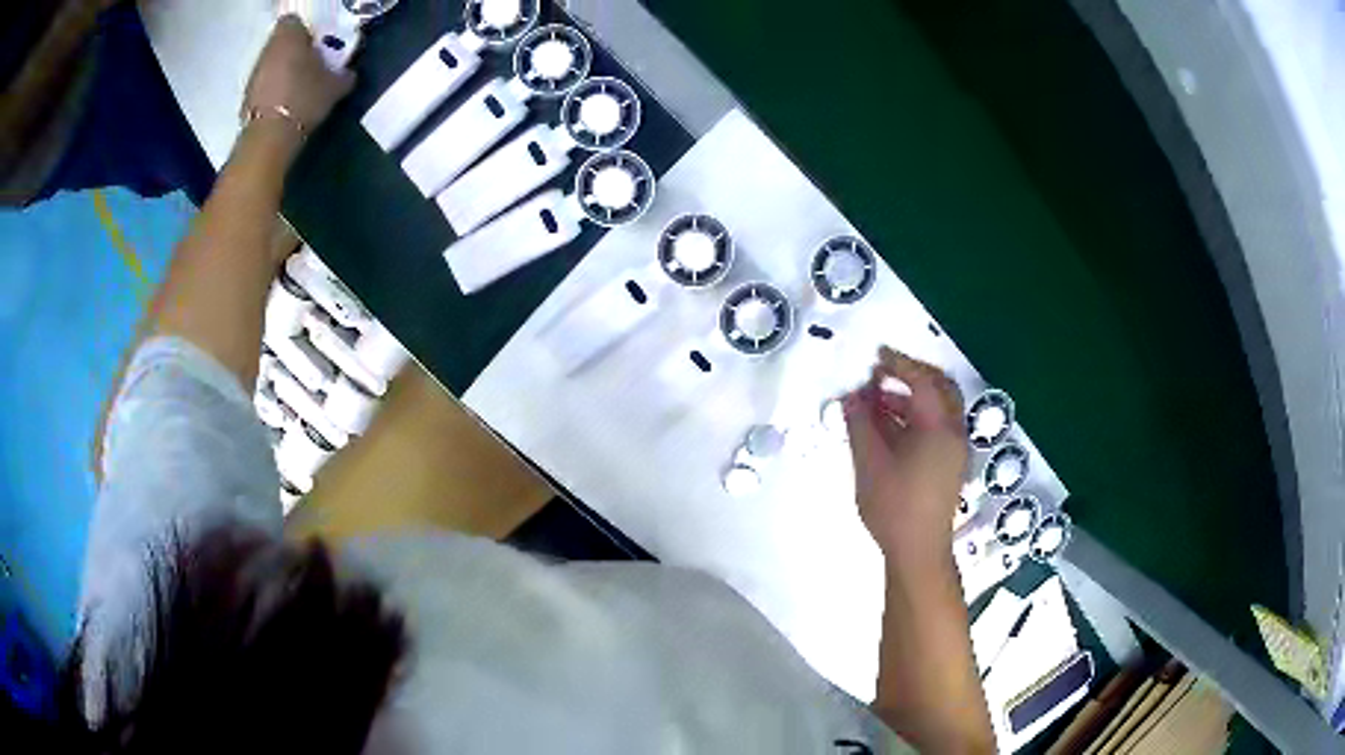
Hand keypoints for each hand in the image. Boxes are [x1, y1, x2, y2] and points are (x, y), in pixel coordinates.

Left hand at [243, 15, 355, 137]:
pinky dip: (272, 89)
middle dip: (293, 51)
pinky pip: (264, 84)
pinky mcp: (246, 96)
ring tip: (298, 86)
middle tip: (310, 65)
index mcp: (289, 37)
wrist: (270, 137)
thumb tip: (348, 73)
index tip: (316, 44)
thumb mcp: (335, 86)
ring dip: (282, 70)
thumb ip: (343, 74)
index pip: (293, 21)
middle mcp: (268, 49)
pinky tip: (285, 103)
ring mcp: (254, 73)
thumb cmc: (304, 99)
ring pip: (271, 63)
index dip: (304, 30)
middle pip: (281, 42)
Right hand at [844, 347, 967, 560]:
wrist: (918, 551)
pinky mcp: (950, 463)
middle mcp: (954, 433)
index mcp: (939, 429)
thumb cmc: (894, 507)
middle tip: (881, 373)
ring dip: (911, 396)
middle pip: (940, 388)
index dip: (899, 365)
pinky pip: (937, 426)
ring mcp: (955, 449)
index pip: (923, 382)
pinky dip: (916, 416)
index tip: (875, 356)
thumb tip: (850, 395)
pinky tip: (889, 425)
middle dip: (912, 375)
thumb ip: (860, 424)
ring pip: (939, 408)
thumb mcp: (870, 463)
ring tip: (876, 399)